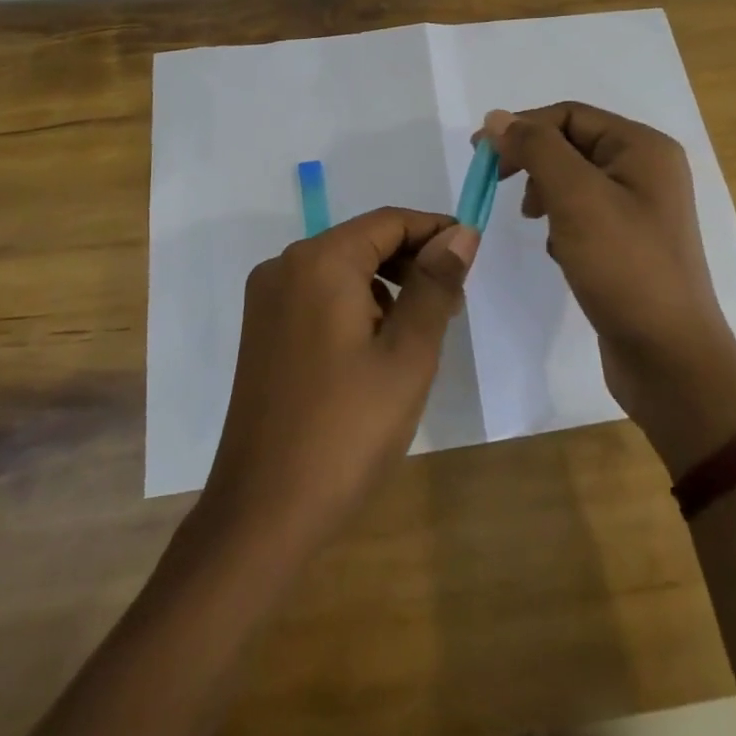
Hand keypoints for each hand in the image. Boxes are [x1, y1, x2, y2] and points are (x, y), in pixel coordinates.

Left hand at [200, 208, 478, 551]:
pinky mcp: (262, 330)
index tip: (473, 254)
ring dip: (387, 285)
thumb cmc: (347, 430)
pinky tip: (378, 348)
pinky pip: (319, 295)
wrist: (263, 513)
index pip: (389, 221)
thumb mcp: (408, 355)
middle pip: (363, 241)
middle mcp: (286, 266)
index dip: (435, 230)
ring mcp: (268, 299)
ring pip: (342, 269)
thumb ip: (436, 285)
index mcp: (320, 261)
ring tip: (421, 330)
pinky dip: (356, 305)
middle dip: (412, 262)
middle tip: (453, 304)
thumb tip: (461, 233)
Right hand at [481, 103, 735, 473]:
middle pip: (572, 144)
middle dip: (533, 161)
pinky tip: (559, 251)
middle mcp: (647, 170)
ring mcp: (641, 208)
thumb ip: (535, 149)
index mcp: (643, 148)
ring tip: (535, 222)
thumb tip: (497, 116)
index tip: (480, 156)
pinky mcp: (630, 243)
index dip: (522, 128)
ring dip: (545, 193)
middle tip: (496, 184)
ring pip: (574, 180)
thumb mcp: (575, 197)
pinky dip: (562, 224)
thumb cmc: (624, 267)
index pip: (569, 115)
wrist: (670, 359)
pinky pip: (585, 214)